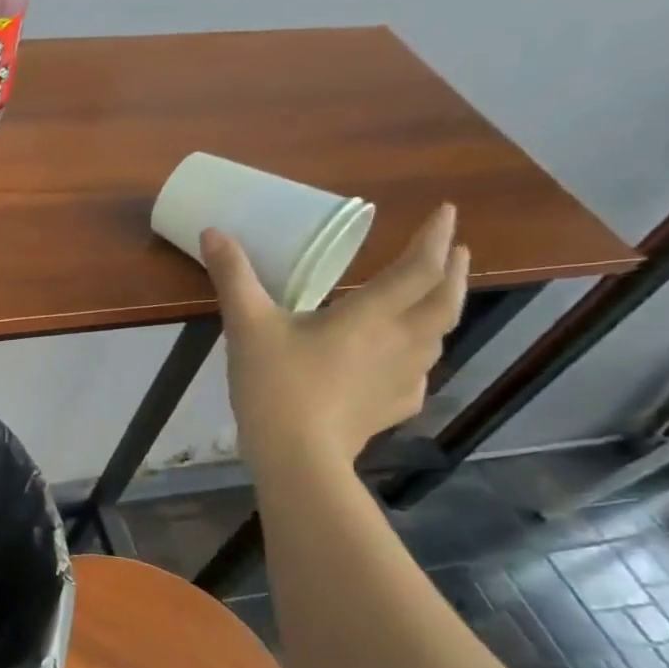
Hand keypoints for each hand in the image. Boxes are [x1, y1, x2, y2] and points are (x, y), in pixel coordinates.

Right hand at [202, 204, 469, 469]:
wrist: (296, 455)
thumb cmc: (276, 384)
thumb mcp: (247, 325)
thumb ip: (233, 277)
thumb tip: (212, 231)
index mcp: (370, 315)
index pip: (419, 267)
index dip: (436, 236)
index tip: (447, 212)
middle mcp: (399, 341)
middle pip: (444, 300)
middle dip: (453, 271)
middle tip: (456, 251)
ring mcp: (403, 378)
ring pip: (439, 338)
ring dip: (441, 312)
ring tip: (433, 301)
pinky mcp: (394, 408)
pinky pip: (418, 376)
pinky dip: (419, 359)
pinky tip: (403, 365)